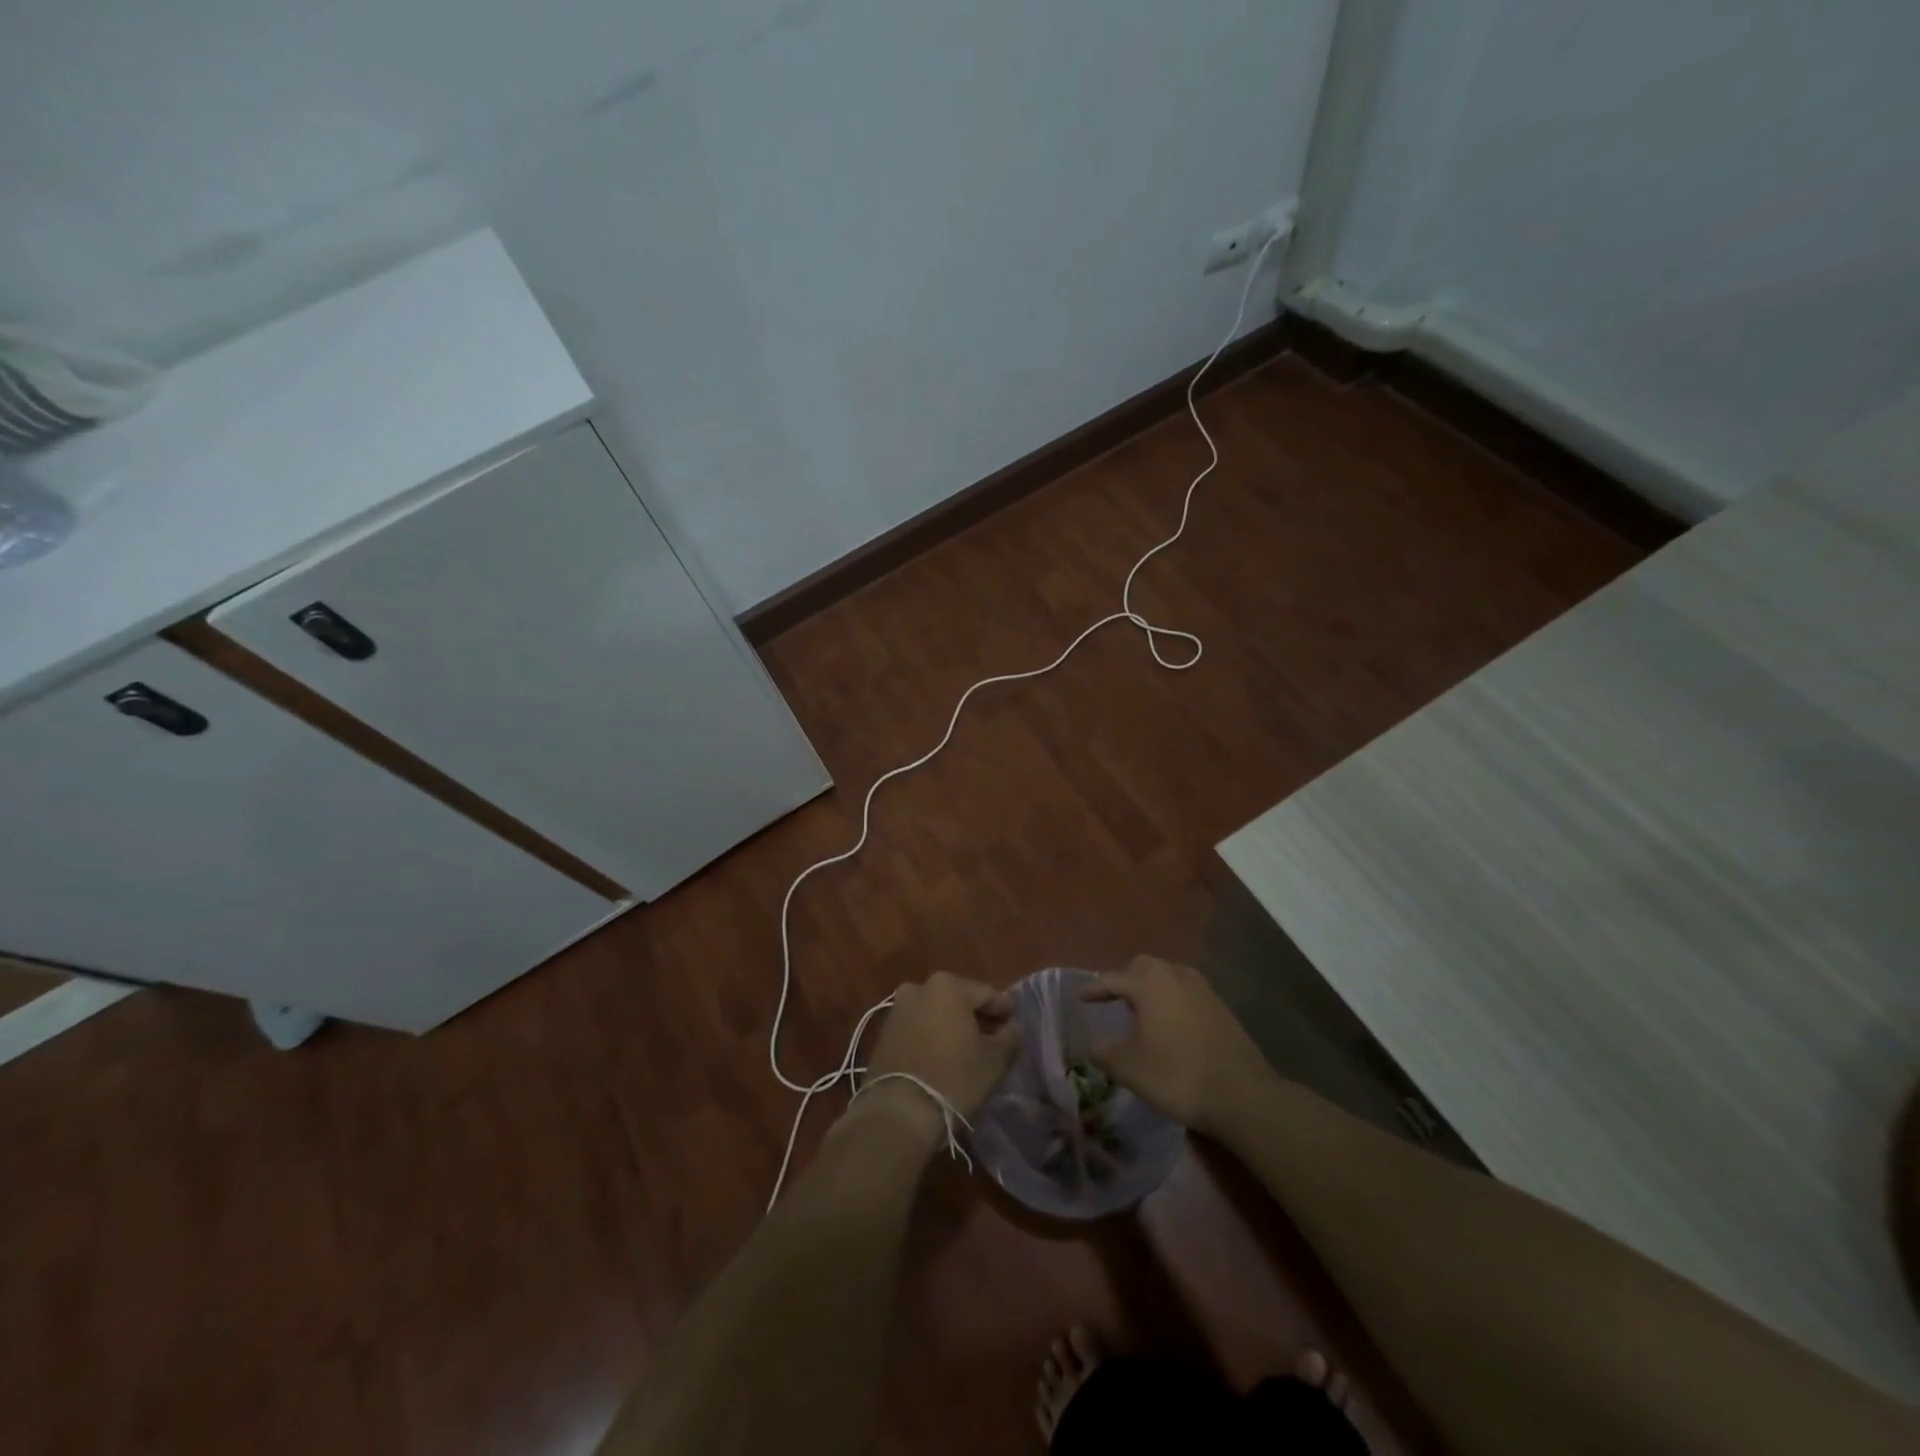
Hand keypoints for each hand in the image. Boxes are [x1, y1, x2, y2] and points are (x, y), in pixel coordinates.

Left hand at [863, 973, 1018, 1123]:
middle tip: (994, 1036)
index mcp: (947, 985)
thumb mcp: (994, 1059)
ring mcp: (898, 1009)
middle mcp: (919, 988)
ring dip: (952, 1026)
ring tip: (969, 1049)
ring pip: (936, 1013)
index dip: (1004, 1009)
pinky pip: (918, 1028)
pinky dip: (932, 1036)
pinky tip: (943, 1055)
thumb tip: (1012, 1027)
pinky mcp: (884, 1033)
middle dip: (976, 1016)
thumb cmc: (954, 1078)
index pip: (986, 994)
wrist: (898, 1111)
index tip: (1015, 1021)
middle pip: (958, 1000)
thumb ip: (1010, 1036)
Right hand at [1081, 956, 1273, 1136]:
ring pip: (1167, 977)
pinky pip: (1185, 992)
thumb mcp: (1129, 1068)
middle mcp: (1176, 975)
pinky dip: (1170, 1000)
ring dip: (1150, 989)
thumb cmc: (1176, 1074)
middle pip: (1143, 967)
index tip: (1080, 996)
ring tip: (1139, 1011)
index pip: (1112, 978)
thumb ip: (1104, 1052)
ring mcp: (1202, 989)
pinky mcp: (1220, 1007)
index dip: (1094, 988)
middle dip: (1124, 979)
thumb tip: (1094, 1044)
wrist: (1241, 1094)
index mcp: (1149, 982)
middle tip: (1111, 997)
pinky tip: (1168, 1024)